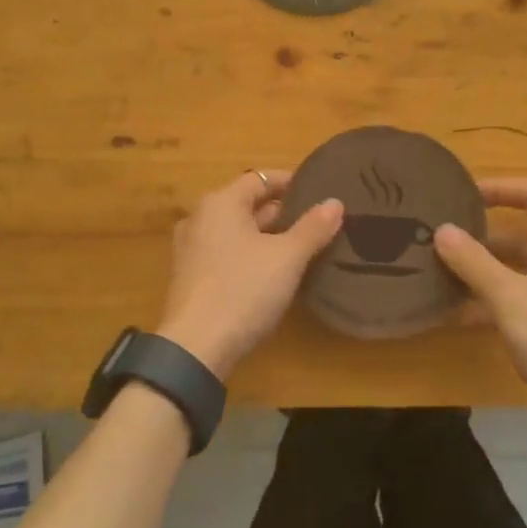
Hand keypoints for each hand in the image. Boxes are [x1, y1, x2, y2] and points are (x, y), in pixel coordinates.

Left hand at [156, 170, 343, 380]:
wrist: (196, 348)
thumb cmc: (243, 290)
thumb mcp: (287, 258)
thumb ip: (313, 228)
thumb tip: (335, 202)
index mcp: (220, 203)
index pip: (260, 178)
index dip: (290, 182)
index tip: (318, 192)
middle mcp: (200, 218)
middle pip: (247, 204)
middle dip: (282, 212)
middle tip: (317, 222)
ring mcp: (191, 249)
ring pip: (238, 231)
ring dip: (267, 236)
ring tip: (302, 247)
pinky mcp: (191, 277)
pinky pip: (227, 253)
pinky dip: (250, 255)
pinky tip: (274, 273)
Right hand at [435, 178, 526, 435]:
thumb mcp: (511, 299)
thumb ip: (474, 263)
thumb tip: (442, 230)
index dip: (499, 188)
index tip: (463, 196)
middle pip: (526, 233)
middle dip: (484, 235)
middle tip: (446, 239)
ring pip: (524, 269)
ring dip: (488, 269)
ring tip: (446, 275)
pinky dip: (499, 298)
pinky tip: (464, 314)